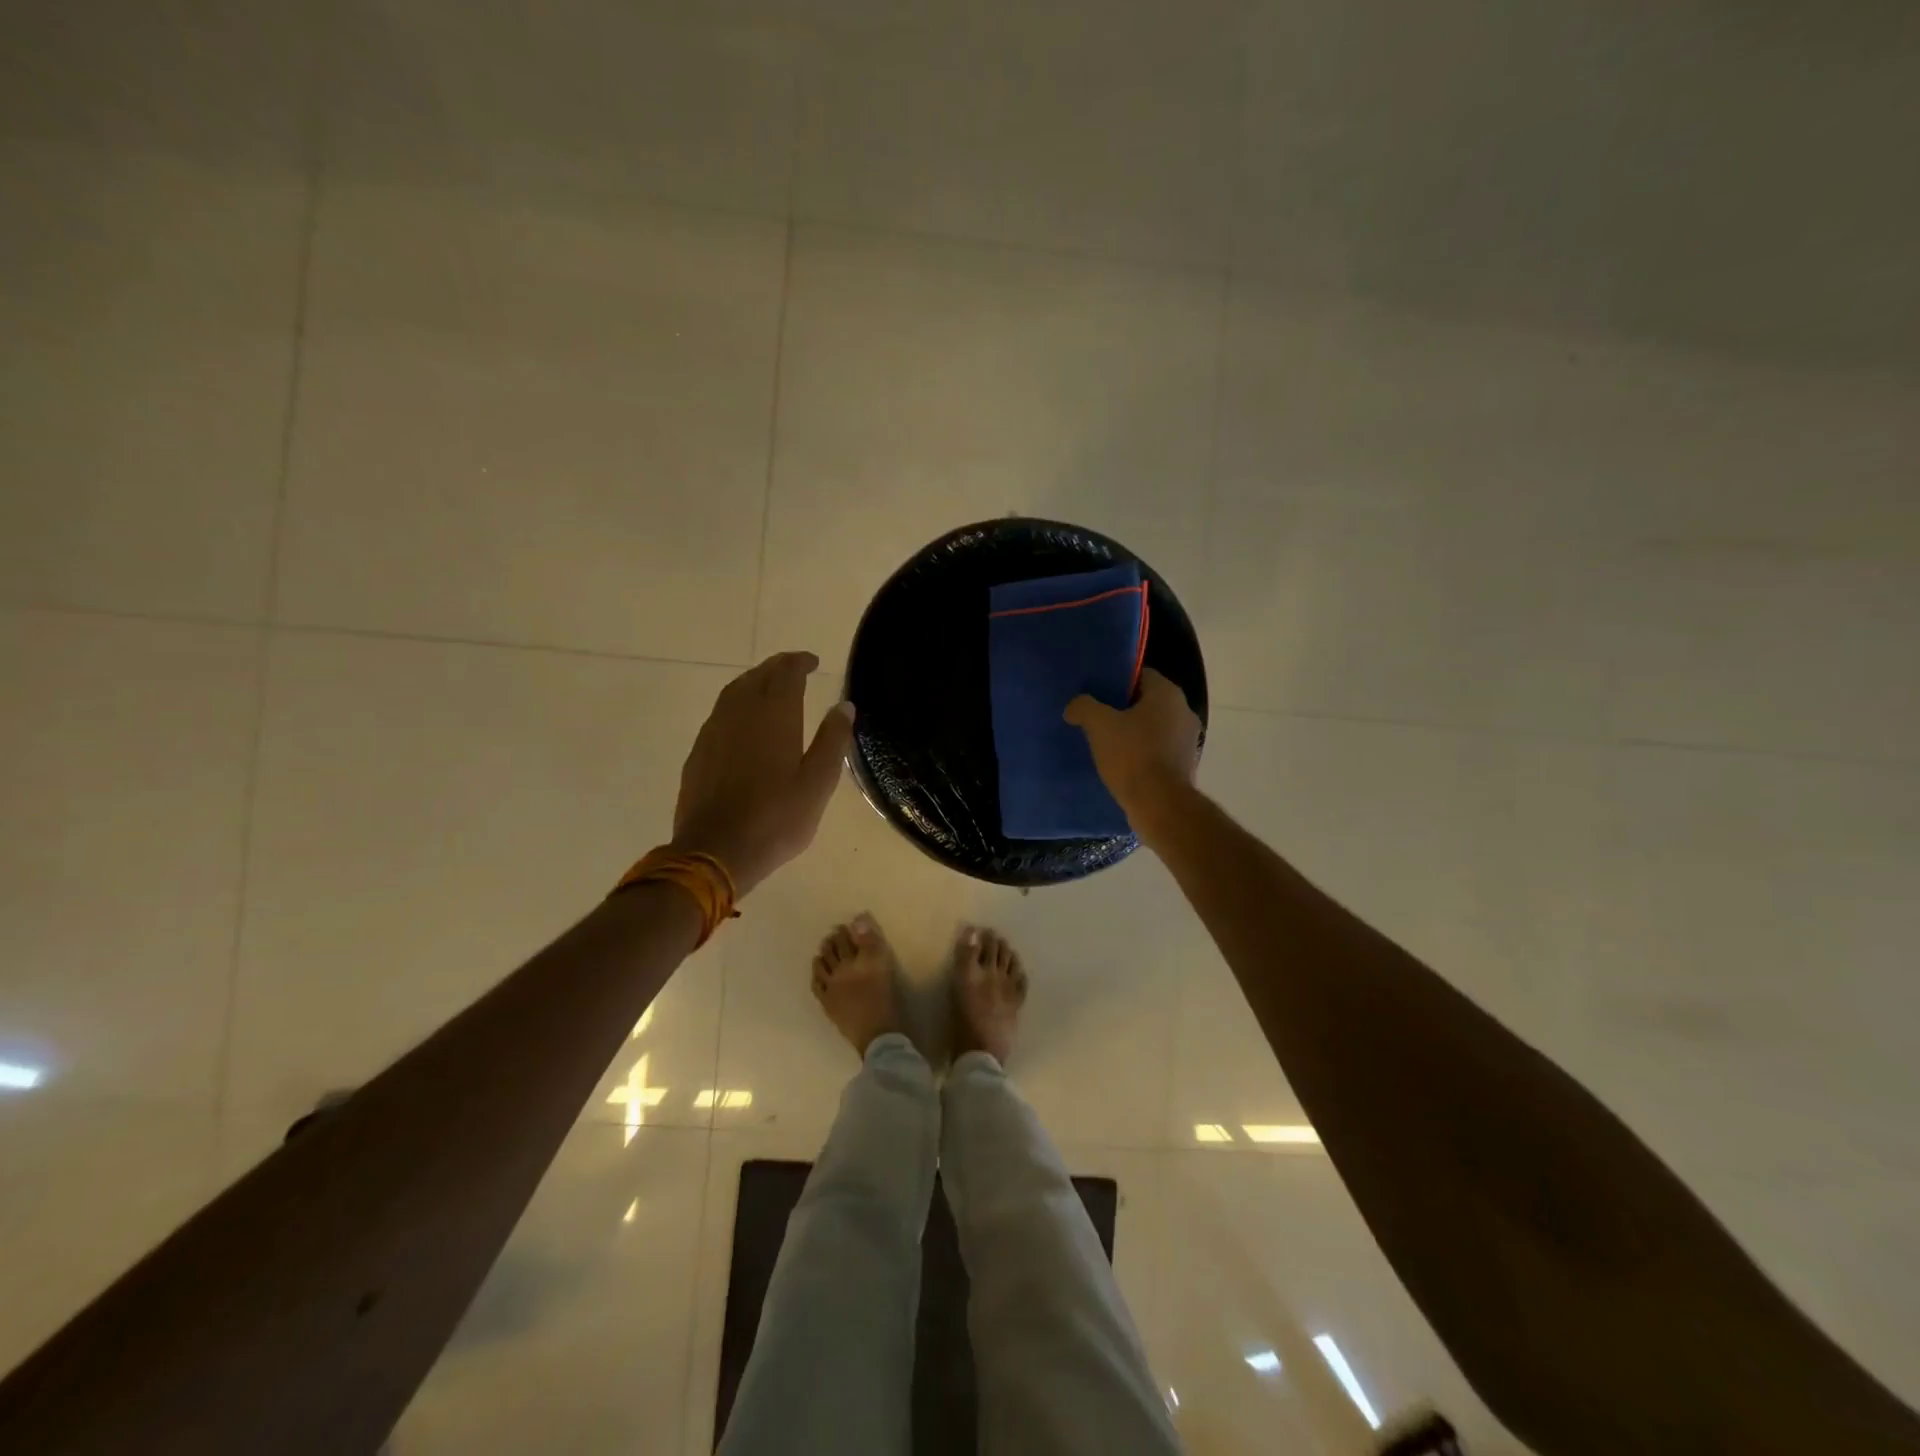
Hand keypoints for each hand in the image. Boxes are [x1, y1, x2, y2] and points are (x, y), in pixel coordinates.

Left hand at [671, 652, 854, 896]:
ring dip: (754, 682)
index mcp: (774, 716)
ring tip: (770, 688)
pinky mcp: (699, 751)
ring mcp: (714, 731)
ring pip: (734, 692)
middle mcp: (740, 713)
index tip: (813, 661)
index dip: (800, 662)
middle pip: (757, 676)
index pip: (787, 673)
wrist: (715, 851)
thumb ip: (832, 740)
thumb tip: (844, 705)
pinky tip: (743, 722)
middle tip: (794, 669)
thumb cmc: (777, 818)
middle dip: (777, 668)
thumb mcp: (818, 783)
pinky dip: (737, 705)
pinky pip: (720, 714)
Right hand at [1063, 668, 1200, 830]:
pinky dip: (1143, 753)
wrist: (1160, 804)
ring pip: (1154, 727)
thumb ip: (1084, 707)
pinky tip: (1122, 764)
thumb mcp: (1099, 725)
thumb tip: (1075, 706)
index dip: (1117, 682)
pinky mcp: (1185, 764)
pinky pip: (1159, 749)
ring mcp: (1188, 740)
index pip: (1141, 675)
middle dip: (1123, 709)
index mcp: (1168, 694)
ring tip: (1106, 743)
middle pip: (1147, 702)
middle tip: (1098, 718)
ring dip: (1134, 732)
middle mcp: (1184, 711)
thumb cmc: (1132, 755)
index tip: (1097, 694)